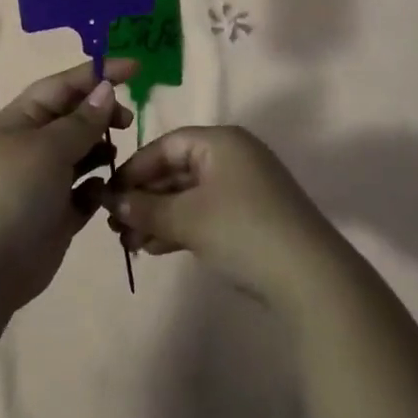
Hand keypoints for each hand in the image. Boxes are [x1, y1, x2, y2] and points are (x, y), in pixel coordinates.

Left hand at [0, 59, 136, 311]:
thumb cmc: (11, 193)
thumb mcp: (47, 148)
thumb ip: (82, 120)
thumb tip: (105, 89)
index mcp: (23, 118)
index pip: (65, 84)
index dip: (99, 73)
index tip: (136, 68)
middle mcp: (35, 144)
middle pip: (77, 116)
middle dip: (103, 114)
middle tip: (127, 122)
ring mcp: (47, 180)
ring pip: (86, 152)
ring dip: (105, 150)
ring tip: (118, 158)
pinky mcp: (59, 213)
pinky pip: (88, 190)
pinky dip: (100, 188)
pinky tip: (107, 193)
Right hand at [102, 127, 346, 310]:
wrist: (309, 276)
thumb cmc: (242, 230)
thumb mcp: (188, 218)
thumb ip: (147, 208)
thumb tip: (113, 202)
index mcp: (221, 141)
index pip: (167, 145)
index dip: (135, 169)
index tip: (108, 195)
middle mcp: (233, 156)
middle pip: (177, 169)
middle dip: (144, 197)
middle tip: (115, 226)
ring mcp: (244, 186)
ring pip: (189, 194)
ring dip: (158, 216)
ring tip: (130, 244)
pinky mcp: (250, 216)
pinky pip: (205, 212)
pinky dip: (180, 226)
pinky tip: (156, 248)